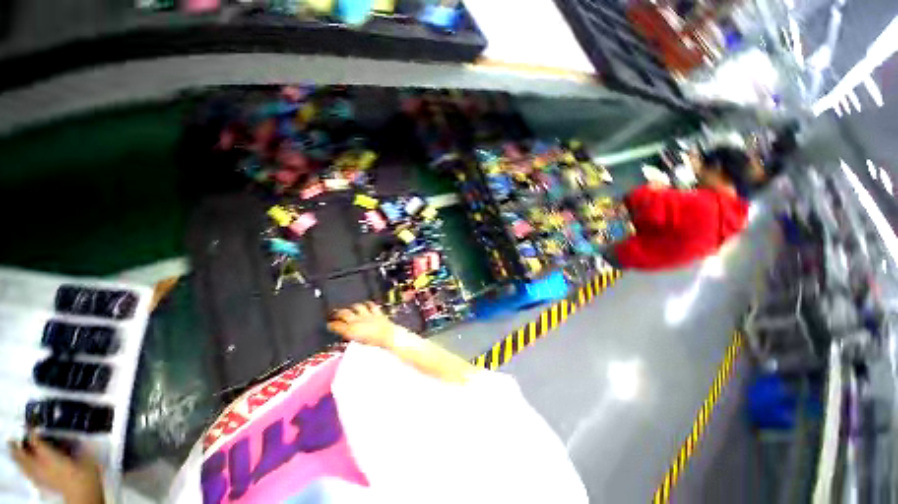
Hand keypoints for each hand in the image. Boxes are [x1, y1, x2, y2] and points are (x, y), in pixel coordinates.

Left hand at [8, 432, 103, 503]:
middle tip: (12, 438)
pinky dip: (24, 469)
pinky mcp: (42, 483)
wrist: (85, 494)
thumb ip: (72, 446)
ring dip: (17, 457)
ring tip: (13, 450)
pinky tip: (24, 468)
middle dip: (17, 446)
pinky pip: (28, 474)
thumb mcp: (84, 455)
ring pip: (22, 465)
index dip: (31, 430)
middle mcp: (39, 465)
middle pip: (23, 454)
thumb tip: (66, 436)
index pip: (35, 439)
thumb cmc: (85, 473)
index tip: (29, 422)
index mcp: (48, 455)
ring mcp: (40, 476)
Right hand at [328, 302, 396, 348]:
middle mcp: (358, 320)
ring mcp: (368, 315)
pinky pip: (371, 306)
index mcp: (351, 330)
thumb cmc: (374, 343)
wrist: (388, 336)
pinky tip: (366, 304)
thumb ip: (350, 336)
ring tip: (350, 307)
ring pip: (357, 307)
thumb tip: (346, 333)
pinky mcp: (377, 312)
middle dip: (338, 313)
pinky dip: (368, 304)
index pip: (337, 326)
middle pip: (344, 313)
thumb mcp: (358, 343)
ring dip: (352, 307)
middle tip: (335, 313)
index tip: (329, 325)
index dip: (331, 325)